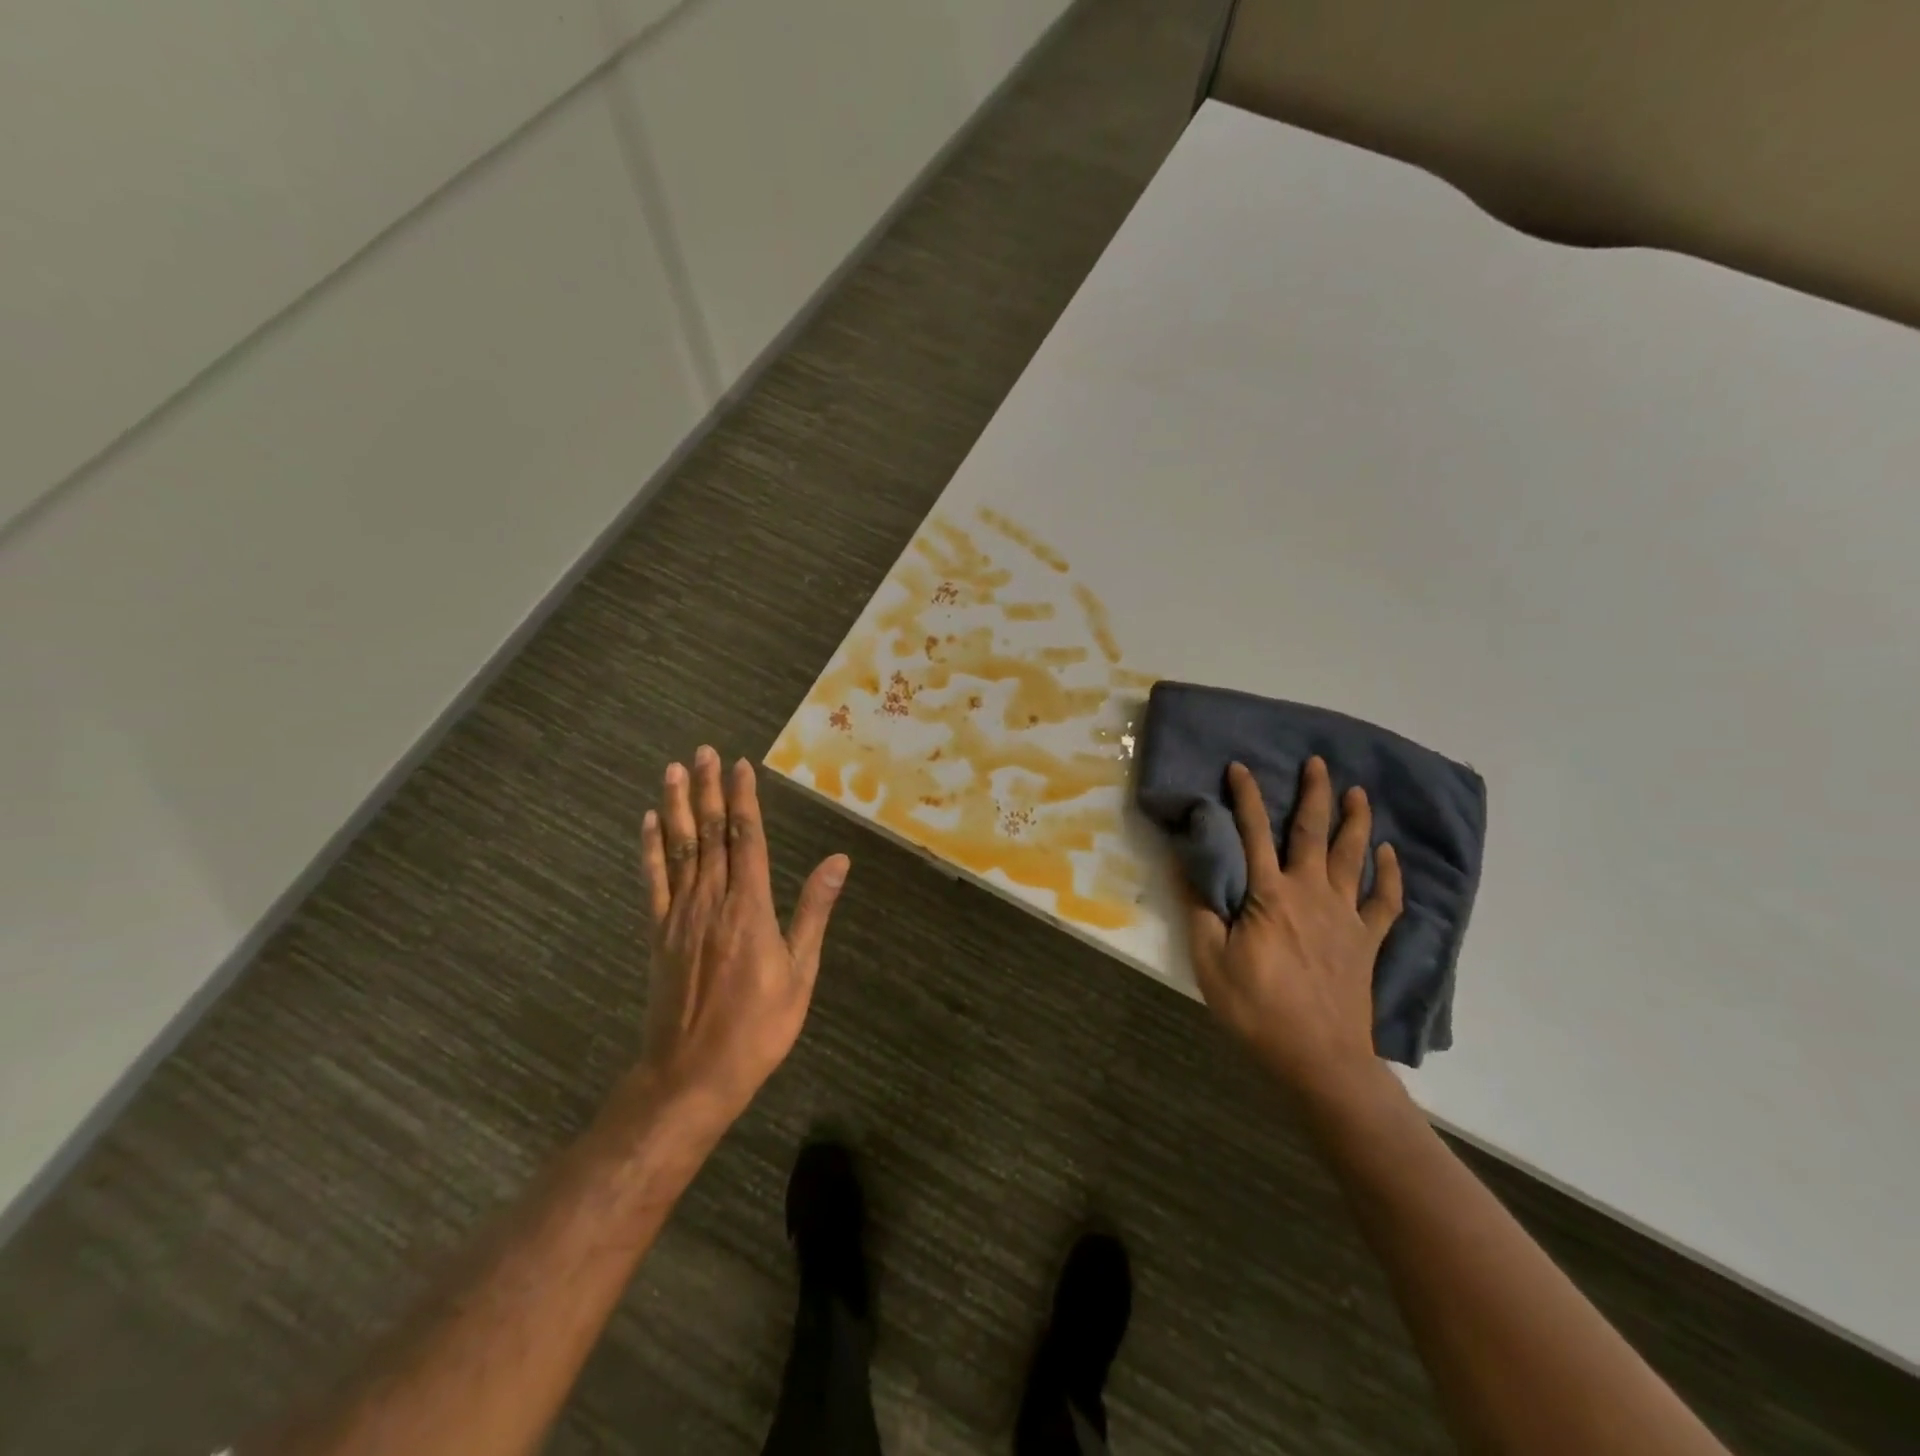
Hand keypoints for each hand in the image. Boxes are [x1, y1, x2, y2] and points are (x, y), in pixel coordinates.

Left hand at [634, 746, 849, 1122]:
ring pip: (679, 849)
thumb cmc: (758, 1028)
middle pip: (710, 834)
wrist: (691, 1076)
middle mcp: (711, 901)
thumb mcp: (799, 973)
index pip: (746, 839)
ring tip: (673, 770)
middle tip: (703, 751)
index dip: (743, 800)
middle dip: (707, 790)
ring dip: (676, 807)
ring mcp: (679, 916)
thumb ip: (813, 911)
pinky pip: (653, 881)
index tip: (740, 765)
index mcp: (749, 908)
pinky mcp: (658, 934)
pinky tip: (647, 823)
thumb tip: (838, 860)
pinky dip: (649, 849)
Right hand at [1180, 757, 1403, 1102]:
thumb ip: (1200, 909)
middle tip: (1318, 762)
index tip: (1240, 766)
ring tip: (1357, 791)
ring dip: (1355, 821)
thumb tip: (1184, 864)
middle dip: (1314, 793)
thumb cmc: (1257, 1009)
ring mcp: (1345, 916)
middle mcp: (1310, 893)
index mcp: (1269, 895)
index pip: (1253, 833)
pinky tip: (1390, 855)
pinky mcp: (1367, 941)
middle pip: (1312, 832)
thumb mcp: (1210, 961)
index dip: (1246, 797)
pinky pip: (1385, 900)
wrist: (1319, 1057)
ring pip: (1352, 856)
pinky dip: (1390, 875)